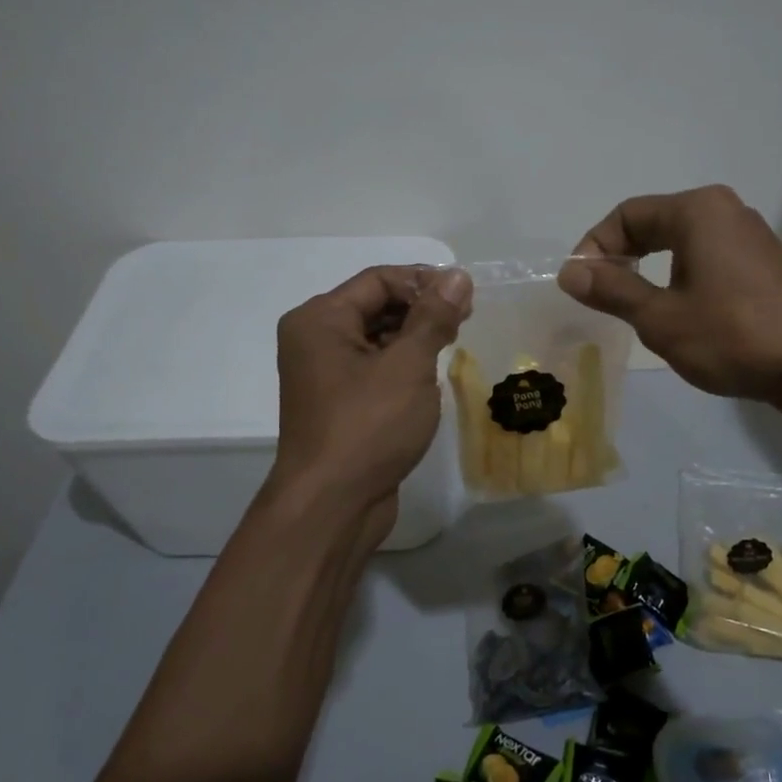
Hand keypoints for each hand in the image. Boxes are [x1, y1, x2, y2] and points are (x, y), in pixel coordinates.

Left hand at [270, 265, 471, 536]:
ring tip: (454, 344)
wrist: (332, 505)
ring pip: (376, 338)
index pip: (378, 280)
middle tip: (465, 320)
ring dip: (415, 336)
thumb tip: (457, 277)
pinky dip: (403, 364)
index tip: (466, 296)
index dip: (424, 281)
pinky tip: (431, 375)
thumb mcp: (408, 365)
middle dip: (421, 308)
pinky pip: (374, 368)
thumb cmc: (368, 426)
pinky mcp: (339, 404)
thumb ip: (434, 317)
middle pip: (375, 305)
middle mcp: (315, 340)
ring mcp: (324, 375)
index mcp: (320, 319)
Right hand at [558, 185, 781, 404]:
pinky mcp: (762, 264)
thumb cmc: (732, 335)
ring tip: (636, 311)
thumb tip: (570, 272)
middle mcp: (724, 211)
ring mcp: (749, 237)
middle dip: (621, 258)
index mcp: (697, 210)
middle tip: (601, 298)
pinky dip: (679, 279)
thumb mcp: (660, 317)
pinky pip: (706, 259)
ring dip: (649, 271)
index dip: (594, 248)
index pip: (627, 215)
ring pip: (680, 244)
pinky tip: (680, 315)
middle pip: (653, 224)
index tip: (580, 286)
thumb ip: (612, 290)